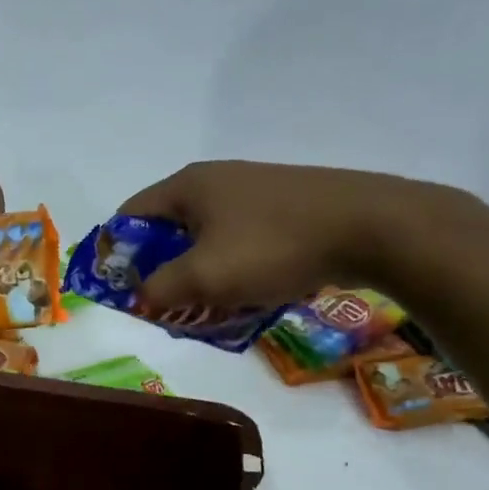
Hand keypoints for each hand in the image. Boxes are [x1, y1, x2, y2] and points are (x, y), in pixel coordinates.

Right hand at [117, 160, 440, 309]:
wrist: (371, 227)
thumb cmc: (273, 247)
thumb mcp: (205, 276)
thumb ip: (160, 289)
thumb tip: (141, 298)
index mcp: (188, 186)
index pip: (130, 215)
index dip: (117, 253)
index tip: (121, 290)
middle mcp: (216, 181)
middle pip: (168, 230)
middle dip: (161, 271)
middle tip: (166, 307)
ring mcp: (253, 192)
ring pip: (207, 240)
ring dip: (199, 275)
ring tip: (209, 308)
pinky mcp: (284, 208)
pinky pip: (240, 242)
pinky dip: (233, 270)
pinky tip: (248, 295)